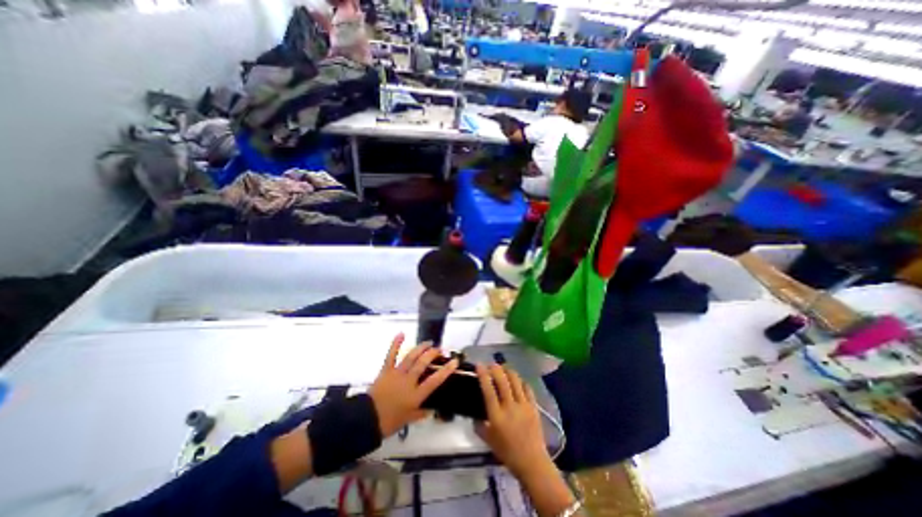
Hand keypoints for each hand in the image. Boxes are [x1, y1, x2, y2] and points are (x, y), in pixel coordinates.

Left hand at [366, 333, 453, 438]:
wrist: (366, 420)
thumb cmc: (389, 422)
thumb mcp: (408, 419)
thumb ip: (421, 413)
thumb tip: (432, 410)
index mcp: (416, 394)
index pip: (435, 380)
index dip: (446, 370)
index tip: (454, 361)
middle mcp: (409, 381)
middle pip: (423, 364)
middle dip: (433, 354)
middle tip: (439, 349)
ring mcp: (397, 373)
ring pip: (411, 357)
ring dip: (421, 348)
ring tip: (429, 343)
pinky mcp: (386, 370)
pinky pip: (391, 355)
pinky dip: (396, 343)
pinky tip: (402, 333)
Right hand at [471, 365, 549, 478]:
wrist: (531, 461)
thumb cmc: (507, 452)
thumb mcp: (488, 440)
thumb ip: (479, 426)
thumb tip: (474, 415)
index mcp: (496, 415)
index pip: (488, 390)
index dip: (483, 375)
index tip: (479, 365)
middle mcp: (509, 406)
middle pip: (502, 381)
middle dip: (496, 368)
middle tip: (491, 364)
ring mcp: (523, 405)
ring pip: (515, 380)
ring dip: (508, 371)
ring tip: (503, 368)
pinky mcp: (533, 406)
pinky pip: (527, 388)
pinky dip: (521, 381)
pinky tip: (517, 380)